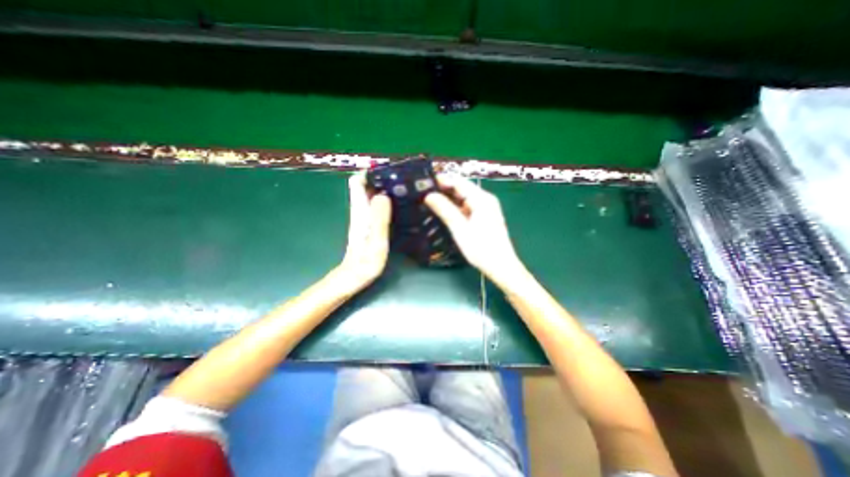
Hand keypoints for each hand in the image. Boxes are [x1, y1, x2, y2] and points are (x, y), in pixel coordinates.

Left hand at [336, 174, 394, 294]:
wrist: (355, 278)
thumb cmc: (366, 262)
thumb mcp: (376, 241)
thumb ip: (379, 218)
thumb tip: (382, 194)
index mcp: (360, 211)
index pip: (357, 182)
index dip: (369, 171)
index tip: (388, 168)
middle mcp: (360, 210)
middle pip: (366, 185)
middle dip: (381, 177)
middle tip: (403, 176)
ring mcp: (364, 217)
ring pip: (372, 194)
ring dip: (385, 187)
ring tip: (405, 186)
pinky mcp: (369, 224)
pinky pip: (376, 205)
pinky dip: (386, 200)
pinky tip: (400, 204)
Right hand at [424, 173, 525, 285]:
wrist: (501, 267)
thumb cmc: (481, 248)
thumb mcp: (460, 229)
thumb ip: (445, 210)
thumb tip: (429, 195)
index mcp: (481, 199)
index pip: (459, 182)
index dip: (442, 180)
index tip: (424, 181)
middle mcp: (485, 199)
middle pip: (462, 188)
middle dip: (444, 189)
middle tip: (424, 192)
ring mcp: (486, 208)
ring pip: (464, 198)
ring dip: (449, 199)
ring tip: (430, 201)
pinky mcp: (484, 217)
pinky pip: (467, 207)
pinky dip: (456, 208)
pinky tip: (445, 212)